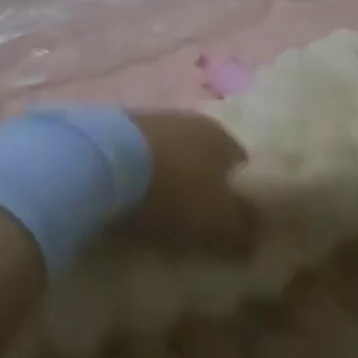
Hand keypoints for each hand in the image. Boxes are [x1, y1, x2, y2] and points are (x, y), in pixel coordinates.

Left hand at [122, 111, 255, 253]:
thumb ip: (244, 230)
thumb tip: (256, 239)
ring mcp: (150, 118)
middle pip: (202, 158)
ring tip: (153, 211)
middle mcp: (191, 120)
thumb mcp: (218, 222)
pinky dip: (135, 172)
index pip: (241, 166)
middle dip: (198, 185)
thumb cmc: (172, 192)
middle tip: (190, 221)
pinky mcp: (113, 124)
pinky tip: (125, 194)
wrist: (101, 161)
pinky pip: (135, 154)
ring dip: (165, 177)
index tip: (227, 225)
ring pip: (168, 153)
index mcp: (222, 137)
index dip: (237, 198)